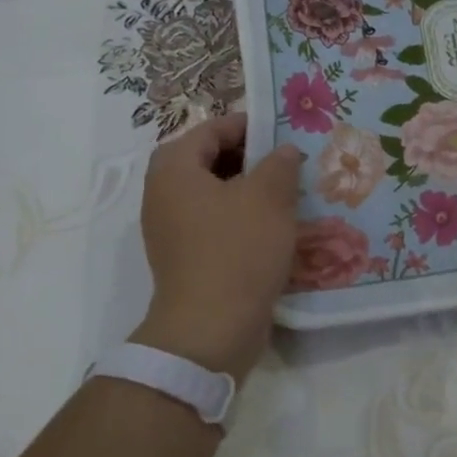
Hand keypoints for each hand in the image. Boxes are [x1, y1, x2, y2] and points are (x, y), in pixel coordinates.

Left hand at [133, 112, 304, 381]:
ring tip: (292, 192)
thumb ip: (280, 163)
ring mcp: (172, 229)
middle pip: (211, 159)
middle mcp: (164, 193)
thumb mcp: (269, 196)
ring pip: (217, 193)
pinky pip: (217, 222)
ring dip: (252, 189)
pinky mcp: (187, 257)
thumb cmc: (237, 250)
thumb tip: (285, 151)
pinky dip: (244, 217)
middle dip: (253, 158)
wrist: (210, 330)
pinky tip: (277, 226)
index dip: (250, 126)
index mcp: (174, 168)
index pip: (212, 129)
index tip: (286, 131)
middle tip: (292, 161)